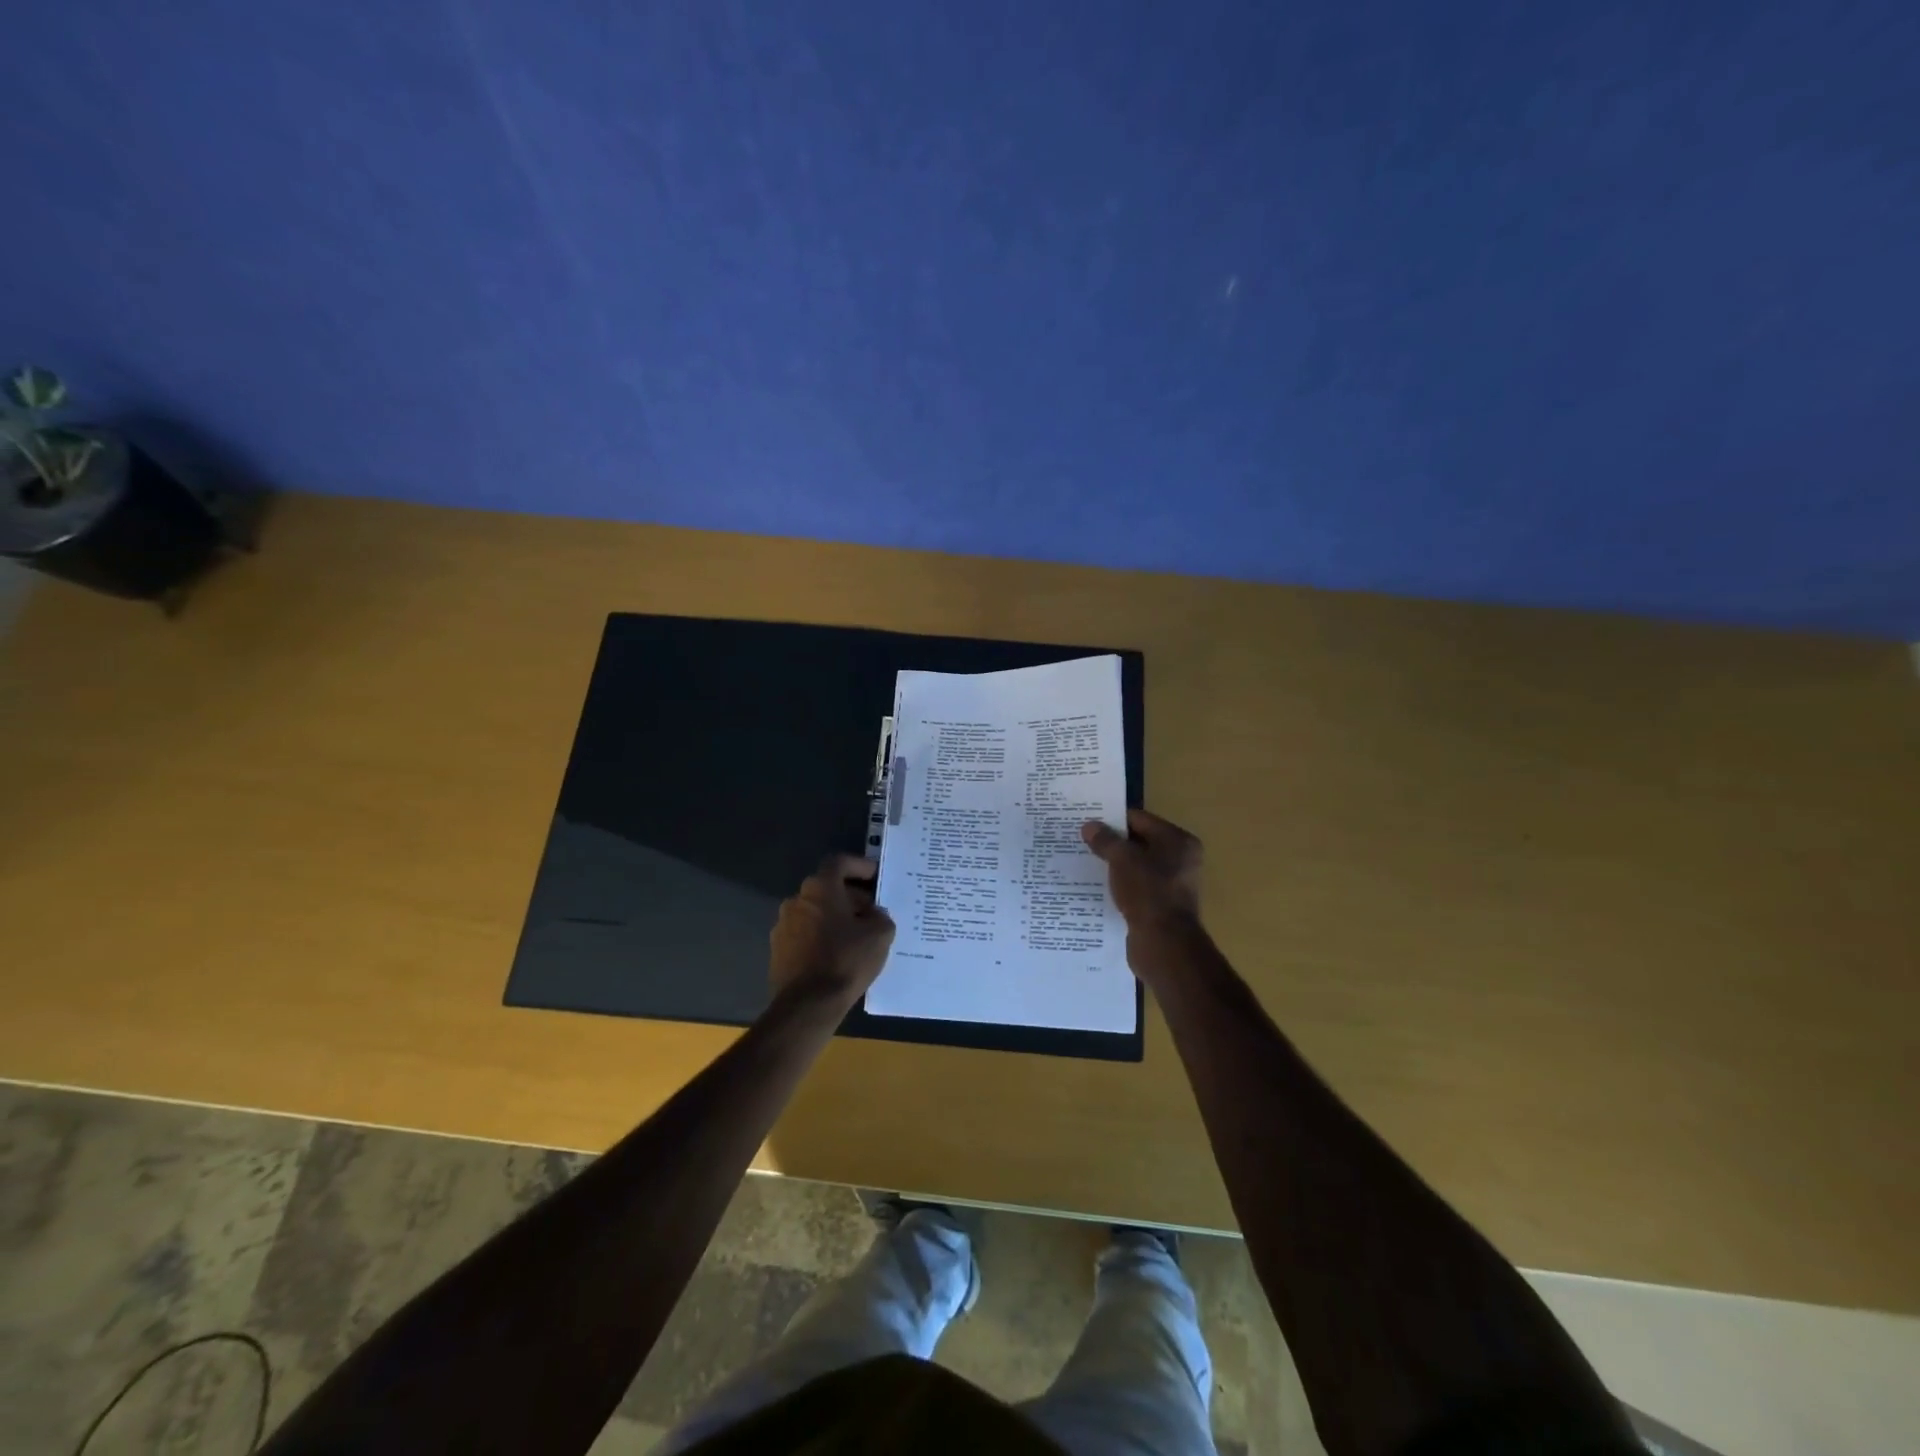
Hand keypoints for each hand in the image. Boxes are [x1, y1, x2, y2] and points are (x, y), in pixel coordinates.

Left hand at [769, 855, 896, 1005]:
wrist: (808, 1004)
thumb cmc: (846, 960)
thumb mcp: (880, 934)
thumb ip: (880, 916)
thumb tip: (872, 915)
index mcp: (819, 888)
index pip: (839, 863)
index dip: (859, 866)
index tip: (875, 876)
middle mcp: (796, 900)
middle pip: (826, 888)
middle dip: (850, 896)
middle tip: (871, 912)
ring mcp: (782, 925)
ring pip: (814, 911)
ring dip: (834, 917)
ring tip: (856, 936)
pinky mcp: (777, 950)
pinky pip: (804, 933)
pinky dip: (820, 936)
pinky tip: (837, 954)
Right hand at [1081, 808, 1202, 934]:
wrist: (1163, 943)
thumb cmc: (1147, 891)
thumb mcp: (1122, 859)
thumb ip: (1105, 840)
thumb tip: (1089, 826)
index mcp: (1178, 841)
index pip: (1140, 820)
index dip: (1112, 819)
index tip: (1087, 822)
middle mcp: (1181, 859)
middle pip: (1139, 843)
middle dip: (1112, 843)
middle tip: (1081, 841)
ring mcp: (1172, 885)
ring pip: (1136, 867)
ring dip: (1114, 866)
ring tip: (1085, 863)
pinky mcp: (1161, 906)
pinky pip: (1136, 888)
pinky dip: (1120, 885)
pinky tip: (1098, 887)